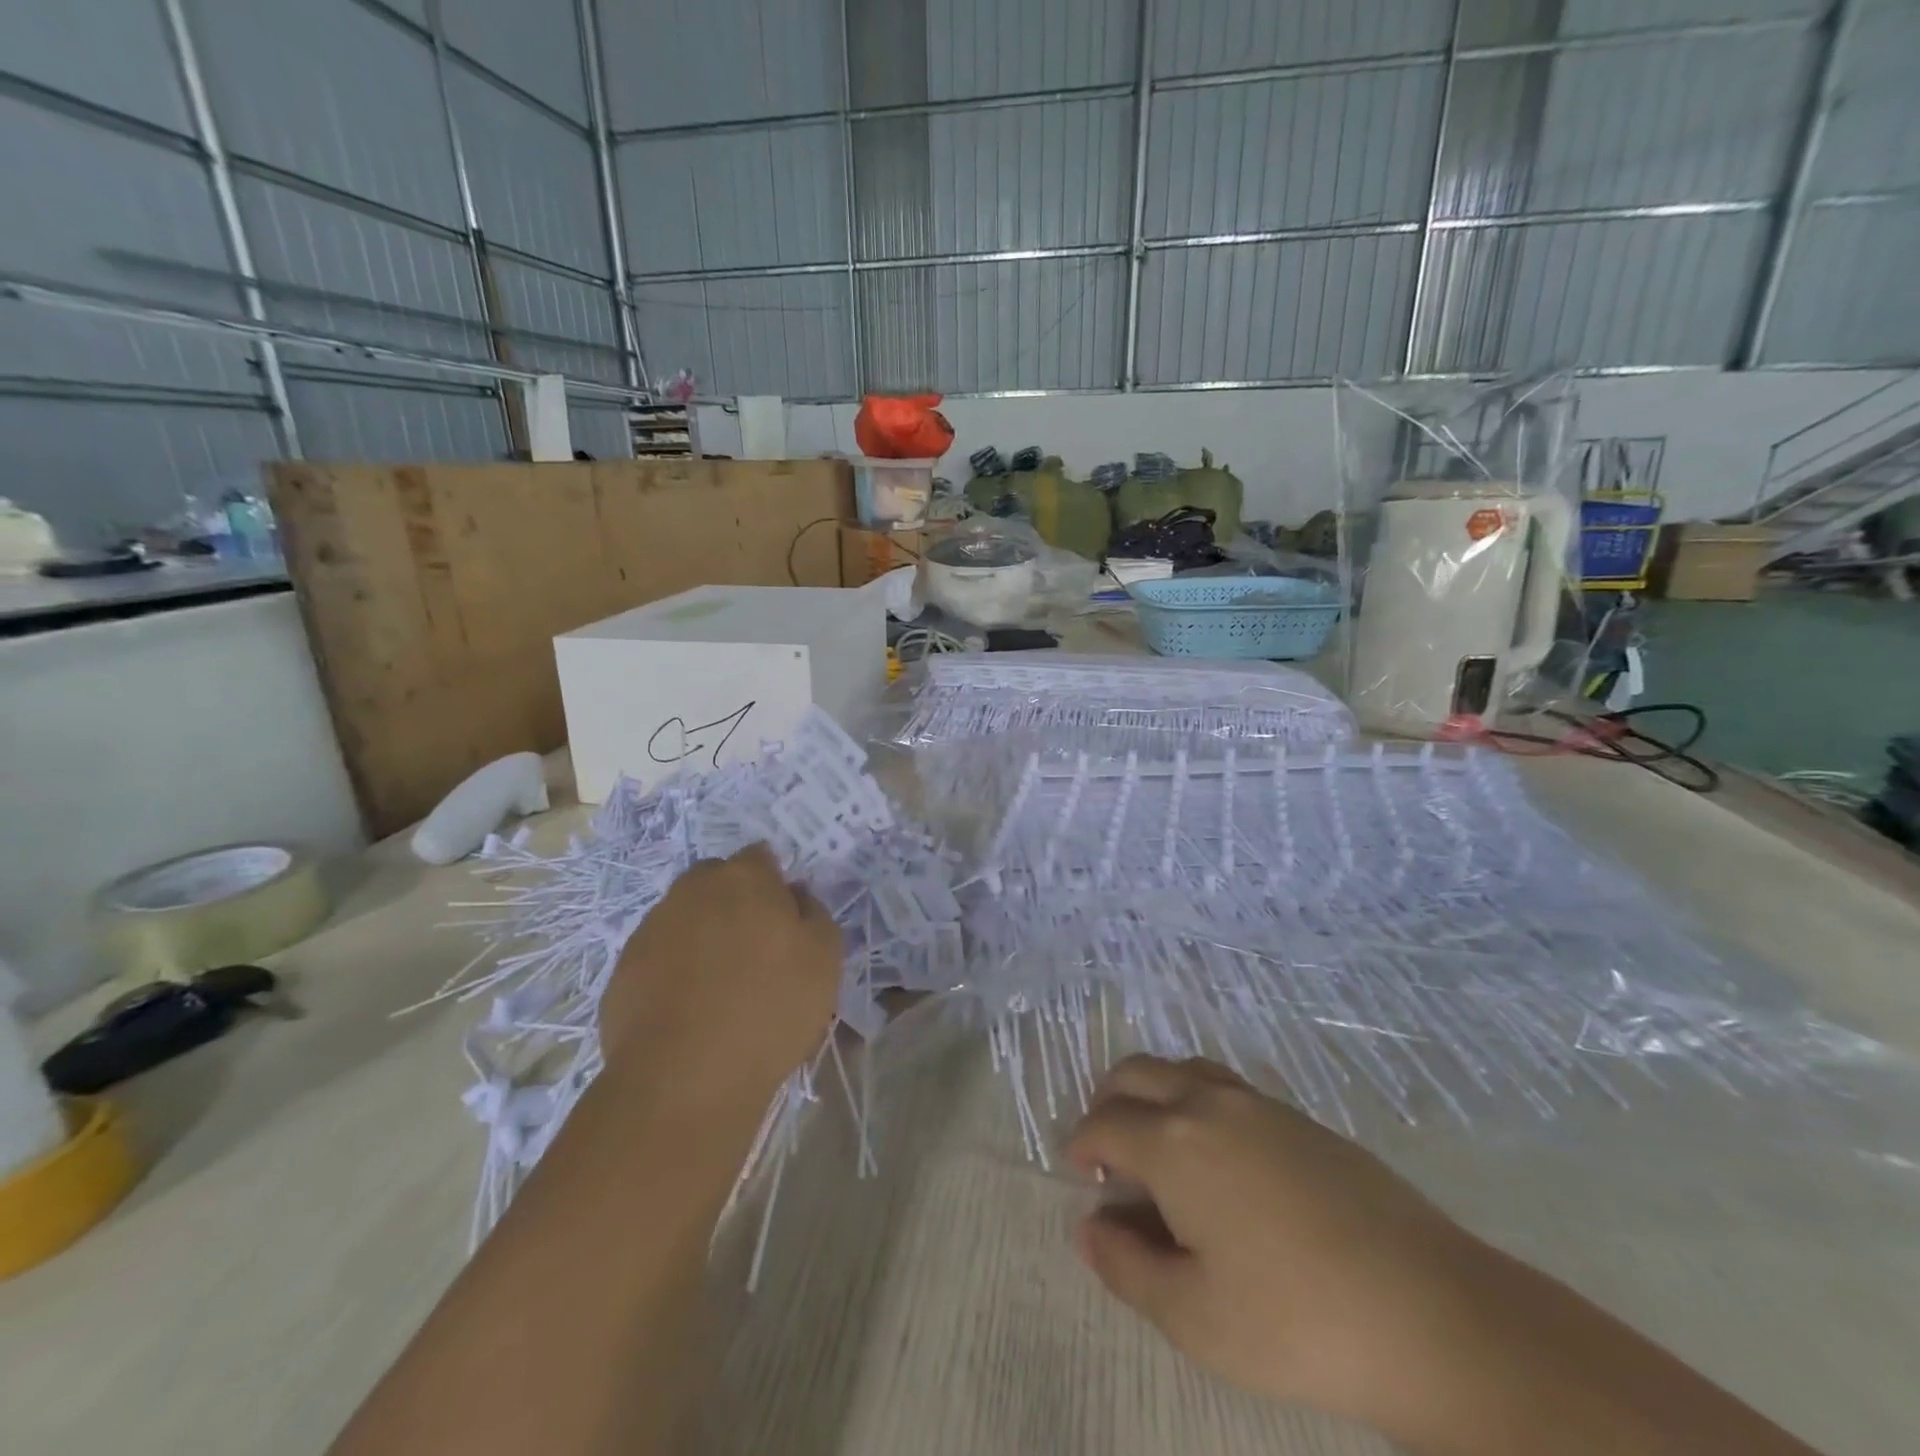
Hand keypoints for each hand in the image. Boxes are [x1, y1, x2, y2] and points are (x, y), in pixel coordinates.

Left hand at [598, 843, 842, 1124]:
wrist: (685, 1076)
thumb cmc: (769, 1007)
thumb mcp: (825, 958)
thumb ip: (815, 914)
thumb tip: (795, 896)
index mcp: (744, 878)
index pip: (761, 857)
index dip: (776, 884)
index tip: (786, 920)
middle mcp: (692, 890)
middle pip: (717, 881)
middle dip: (735, 902)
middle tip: (756, 949)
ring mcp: (652, 928)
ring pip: (685, 918)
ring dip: (703, 936)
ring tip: (722, 986)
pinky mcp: (624, 970)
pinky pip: (660, 957)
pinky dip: (675, 971)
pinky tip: (691, 1010)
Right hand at [1065, 1055, 1485, 1430]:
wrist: (1430, 1312)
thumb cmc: (1295, 1322)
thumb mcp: (1192, 1317)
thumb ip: (1126, 1265)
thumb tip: (1089, 1225)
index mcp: (1173, 1142)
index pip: (1104, 1123)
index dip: (1082, 1145)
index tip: (1080, 1176)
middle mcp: (1208, 1102)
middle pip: (1136, 1073)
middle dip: (1108, 1102)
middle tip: (1108, 1154)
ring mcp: (1259, 1103)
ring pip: (1183, 1069)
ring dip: (1153, 1093)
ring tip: (1158, 1149)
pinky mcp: (1300, 1117)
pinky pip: (1226, 1085)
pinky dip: (1196, 1100)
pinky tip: (1220, 1158)